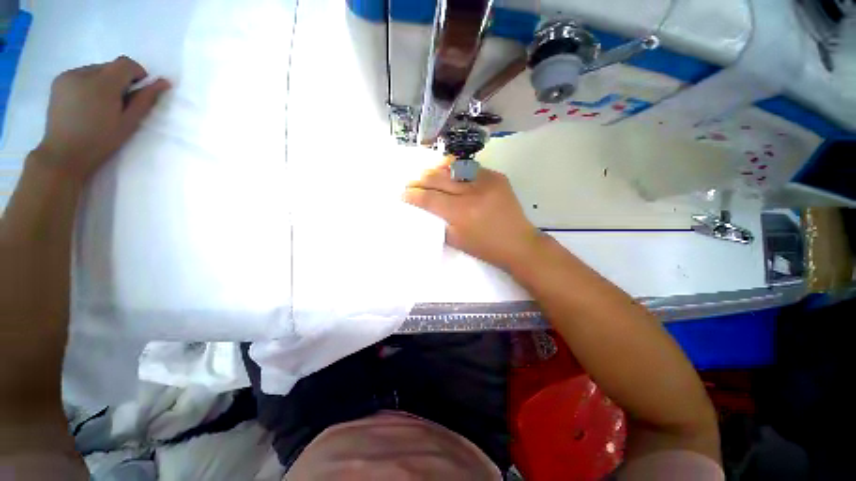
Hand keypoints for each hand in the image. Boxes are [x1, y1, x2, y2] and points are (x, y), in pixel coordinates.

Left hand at [34, 56, 170, 182]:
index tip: (139, 91)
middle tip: (119, 104)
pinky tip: (87, 104)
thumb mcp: (129, 123)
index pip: (125, 64)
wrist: (64, 155)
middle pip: (110, 67)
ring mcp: (68, 76)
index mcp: (102, 84)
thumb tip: (163, 82)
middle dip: (119, 81)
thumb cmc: (101, 141)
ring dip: (104, 83)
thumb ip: (145, 99)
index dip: (137, 73)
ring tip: (101, 106)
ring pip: (96, 71)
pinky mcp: (59, 81)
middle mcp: (83, 73)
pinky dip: (89, 85)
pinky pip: (82, 75)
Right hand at [404, 160, 542, 269]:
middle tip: (410, 182)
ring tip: (425, 174)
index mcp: (461, 212)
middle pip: (438, 178)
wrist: (518, 243)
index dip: (413, 195)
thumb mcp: (456, 240)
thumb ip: (439, 221)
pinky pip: (470, 169)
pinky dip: (456, 171)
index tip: (402, 194)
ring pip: (453, 168)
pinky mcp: (497, 176)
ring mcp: (487, 180)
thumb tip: (425, 208)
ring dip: (436, 170)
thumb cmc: (485, 248)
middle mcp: (473, 192)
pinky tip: (448, 173)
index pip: (430, 198)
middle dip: (420, 180)